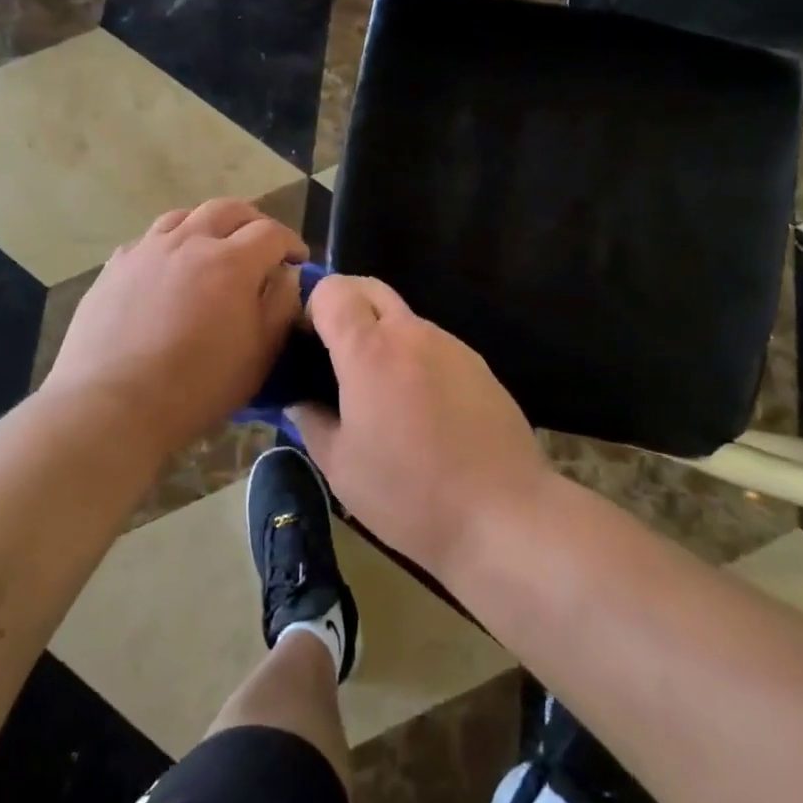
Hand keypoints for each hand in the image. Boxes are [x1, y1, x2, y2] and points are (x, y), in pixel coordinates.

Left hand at [43, 199, 305, 454]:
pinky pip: (150, 239)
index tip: (298, 260)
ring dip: (210, 225)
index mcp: (231, 262)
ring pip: (186, 216)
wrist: (112, 404)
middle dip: (254, 222)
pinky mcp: (115, 266)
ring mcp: (147, 250)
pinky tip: (170, 269)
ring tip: (214, 248)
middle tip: (262, 245)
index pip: (271, 232)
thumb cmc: (197, 386)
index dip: (291, 243)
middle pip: (229, 209)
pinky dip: (171, 244)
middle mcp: (189, 242)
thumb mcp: (260, 355)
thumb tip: (286, 276)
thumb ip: (281, 307)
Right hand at [291, 276, 550, 574]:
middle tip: (335, 357)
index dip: (313, 306)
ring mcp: (450, 345)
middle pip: (370, 288)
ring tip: (380, 395)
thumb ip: (311, 421)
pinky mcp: (478, 364)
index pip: (334, 289)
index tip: (307, 344)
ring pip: (403, 318)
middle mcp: (412, 333)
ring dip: (382, 337)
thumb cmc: (409, 493)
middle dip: (345, 306)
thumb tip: (298, 399)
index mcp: (370, 350)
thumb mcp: (341, 467)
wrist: (503, 514)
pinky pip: (432, 345)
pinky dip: (414, 359)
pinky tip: (421, 410)